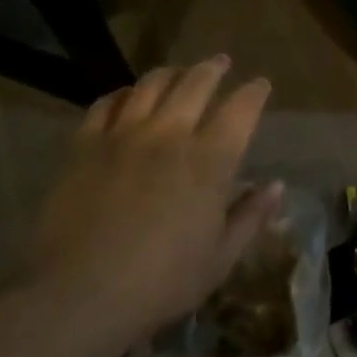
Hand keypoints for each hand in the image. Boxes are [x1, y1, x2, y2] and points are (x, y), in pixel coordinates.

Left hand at [28, 57, 281, 346]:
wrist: (79, 294)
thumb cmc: (160, 283)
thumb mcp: (219, 259)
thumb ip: (250, 217)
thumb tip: (277, 185)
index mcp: (209, 162)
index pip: (240, 110)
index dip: (253, 93)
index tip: (260, 84)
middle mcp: (169, 135)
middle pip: (195, 83)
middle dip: (213, 68)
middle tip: (220, 63)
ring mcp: (123, 135)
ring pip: (150, 84)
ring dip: (170, 72)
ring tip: (177, 71)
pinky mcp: (85, 144)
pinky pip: (107, 103)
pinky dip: (123, 94)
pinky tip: (127, 96)